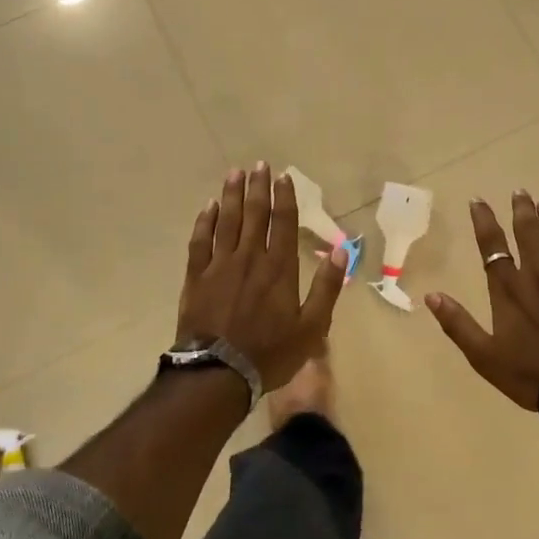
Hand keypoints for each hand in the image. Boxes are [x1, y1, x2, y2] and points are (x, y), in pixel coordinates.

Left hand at [177, 163, 346, 392]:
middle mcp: (250, 258)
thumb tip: (342, 250)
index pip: (283, 223)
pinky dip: (205, 222)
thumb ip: (327, 286)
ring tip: (234, 173)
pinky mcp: (196, 277)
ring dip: (232, 195)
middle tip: (259, 164)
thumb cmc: (270, 352)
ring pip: (227, 221)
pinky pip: (200, 241)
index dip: (285, 198)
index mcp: (279, 268)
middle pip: (255, 214)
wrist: (219, 373)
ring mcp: (220, 265)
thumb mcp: (312, 326)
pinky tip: (208, 207)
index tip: (284, 176)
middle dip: (258, 187)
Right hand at [425, 191, 538, 431]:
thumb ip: (458, 324)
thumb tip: (431, 296)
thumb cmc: (530, 374)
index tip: (478, 200)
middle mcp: (538, 275)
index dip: (484, 221)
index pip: (492, 246)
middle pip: (528, 233)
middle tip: (520, 192)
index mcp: (509, 289)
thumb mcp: (483, 356)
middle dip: (522, 210)